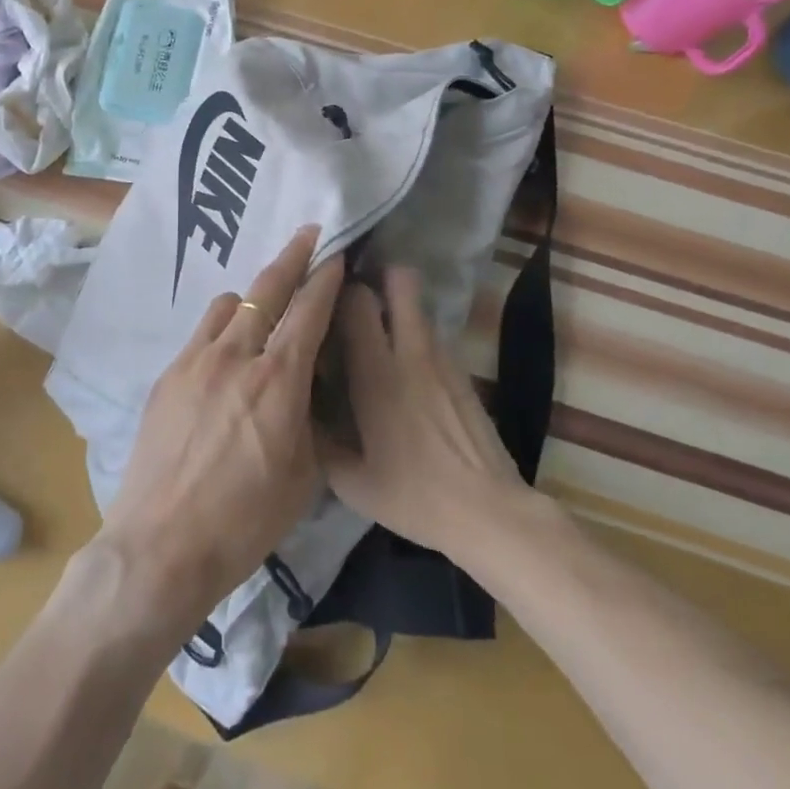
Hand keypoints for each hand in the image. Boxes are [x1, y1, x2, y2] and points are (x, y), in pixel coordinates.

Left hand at [94, 226, 344, 641]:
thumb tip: (308, 382)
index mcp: (278, 381)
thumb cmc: (245, 521)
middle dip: (292, 256)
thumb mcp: (304, 474)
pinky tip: (225, 353)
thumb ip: (310, 416)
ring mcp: (195, 361)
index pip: (309, 311)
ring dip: (252, 297)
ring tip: (263, 309)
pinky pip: (201, 332)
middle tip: (308, 234)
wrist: (162, 545)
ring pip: (228, 303)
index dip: (326, 277)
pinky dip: (222, 327)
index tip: (336, 253)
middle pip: (267, 289)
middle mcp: (236, 356)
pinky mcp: (168, 375)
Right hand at [318, 266, 532, 559]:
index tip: (323, 295)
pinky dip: (415, 333)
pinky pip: (433, 334)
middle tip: (355, 295)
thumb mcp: (350, 481)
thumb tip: (300, 411)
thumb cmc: (413, 496)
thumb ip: (319, 440)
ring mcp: (443, 358)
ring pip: (419, 304)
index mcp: (376, 374)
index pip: (356, 301)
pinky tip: (406, 367)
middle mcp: (410, 353)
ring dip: (398, 302)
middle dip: (377, 275)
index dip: (338, 289)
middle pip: (400, 280)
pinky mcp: (463, 372)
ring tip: (378, 326)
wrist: (489, 512)